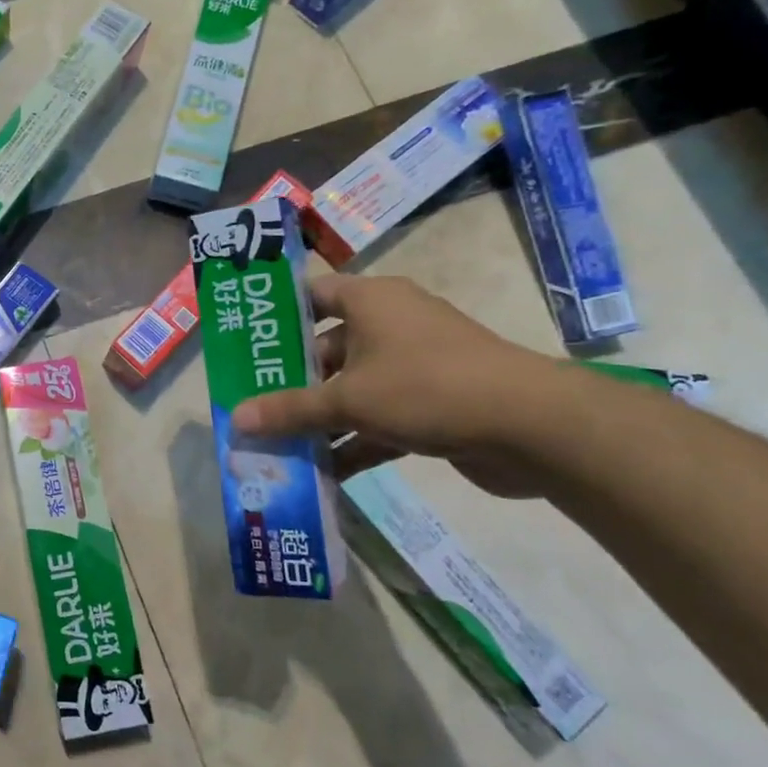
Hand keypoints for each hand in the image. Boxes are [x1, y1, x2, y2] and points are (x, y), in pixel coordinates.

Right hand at [231, 273, 561, 497]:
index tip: (245, 341)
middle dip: (290, 380)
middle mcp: (391, 325)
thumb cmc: (425, 388)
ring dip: (320, 418)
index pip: (313, 294)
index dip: (278, 313)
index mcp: (371, 301)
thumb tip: (236, 419)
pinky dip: (354, 442)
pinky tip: (322, 472)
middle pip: (327, 349)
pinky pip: (379, 418)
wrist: (531, 427)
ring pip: (352, 388)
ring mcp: (414, 366)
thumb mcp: (347, 399)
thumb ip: (290, 409)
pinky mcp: (432, 404)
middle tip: (251, 402)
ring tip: (277, 443)